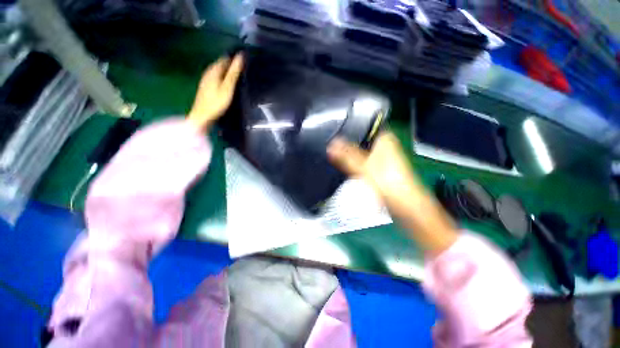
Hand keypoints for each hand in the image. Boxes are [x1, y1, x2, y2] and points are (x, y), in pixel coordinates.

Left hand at [187, 54, 243, 130]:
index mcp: (214, 71)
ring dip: (225, 70)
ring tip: (236, 73)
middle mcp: (208, 73)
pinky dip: (222, 77)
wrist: (202, 115)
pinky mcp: (205, 87)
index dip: (233, 58)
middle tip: (241, 66)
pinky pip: (215, 77)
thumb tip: (240, 57)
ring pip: (217, 71)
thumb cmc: (216, 102)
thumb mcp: (227, 88)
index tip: (243, 59)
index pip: (224, 59)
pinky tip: (226, 83)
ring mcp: (205, 80)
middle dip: (229, 63)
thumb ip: (233, 73)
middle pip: (220, 64)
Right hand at [327, 132, 457, 254]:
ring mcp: (381, 158)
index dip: (349, 127)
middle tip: (329, 143)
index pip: (364, 126)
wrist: (405, 207)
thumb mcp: (364, 168)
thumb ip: (346, 156)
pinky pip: (362, 161)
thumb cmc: (388, 183)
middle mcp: (384, 146)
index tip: (333, 129)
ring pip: (361, 151)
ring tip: (332, 152)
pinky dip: (353, 162)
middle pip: (360, 139)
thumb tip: (330, 145)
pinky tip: (343, 164)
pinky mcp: (378, 169)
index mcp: (384, 139)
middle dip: (346, 142)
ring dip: (349, 153)